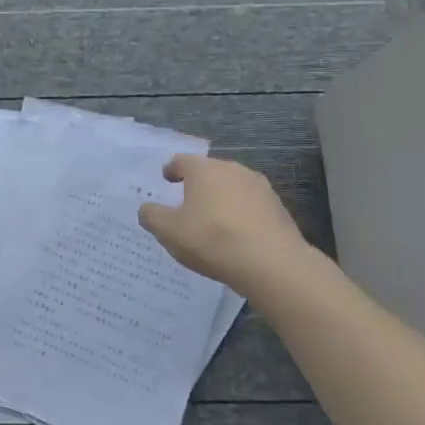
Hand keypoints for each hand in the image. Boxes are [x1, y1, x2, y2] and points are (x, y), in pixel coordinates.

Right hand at [138, 154, 309, 292]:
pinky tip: (237, 234)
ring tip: (213, 220)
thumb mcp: (169, 231)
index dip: (171, 170)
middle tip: (187, 202)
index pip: (181, 161)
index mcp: (203, 170)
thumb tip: (147, 208)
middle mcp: (232, 169)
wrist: (272, 263)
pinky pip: (251, 205)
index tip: (166, 179)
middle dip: (197, 184)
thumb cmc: (212, 240)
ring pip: (232, 187)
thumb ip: (152, 216)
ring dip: (221, 198)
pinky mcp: (278, 207)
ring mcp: (259, 187)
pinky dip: (240, 214)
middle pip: (209, 172)